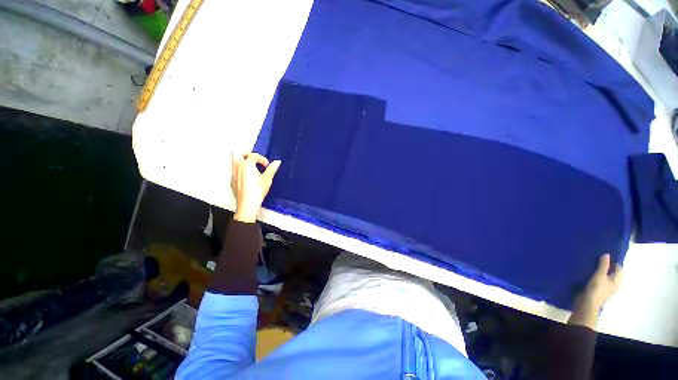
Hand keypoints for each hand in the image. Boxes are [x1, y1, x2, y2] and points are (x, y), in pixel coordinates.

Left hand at [230, 152, 280, 222]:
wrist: (248, 203)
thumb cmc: (257, 191)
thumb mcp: (267, 179)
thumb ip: (272, 169)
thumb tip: (277, 162)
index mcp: (247, 164)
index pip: (253, 155)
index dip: (262, 159)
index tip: (267, 165)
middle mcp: (237, 167)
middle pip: (238, 153)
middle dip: (247, 153)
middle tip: (255, 159)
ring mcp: (233, 174)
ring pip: (234, 161)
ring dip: (243, 161)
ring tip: (252, 167)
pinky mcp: (232, 181)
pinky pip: (234, 170)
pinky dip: (240, 169)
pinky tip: (248, 176)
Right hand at [568, 254, 623, 328]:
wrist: (587, 304)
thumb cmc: (596, 289)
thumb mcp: (599, 275)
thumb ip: (603, 265)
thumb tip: (607, 254)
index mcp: (617, 281)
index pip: (619, 268)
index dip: (614, 262)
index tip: (605, 255)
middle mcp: (614, 284)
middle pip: (613, 273)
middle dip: (608, 266)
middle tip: (598, 259)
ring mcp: (606, 288)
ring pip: (606, 277)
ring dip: (601, 271)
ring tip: (593, 265)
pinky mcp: (599, 290)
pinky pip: (600, 280)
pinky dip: (597, 276)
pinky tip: (590, 274)